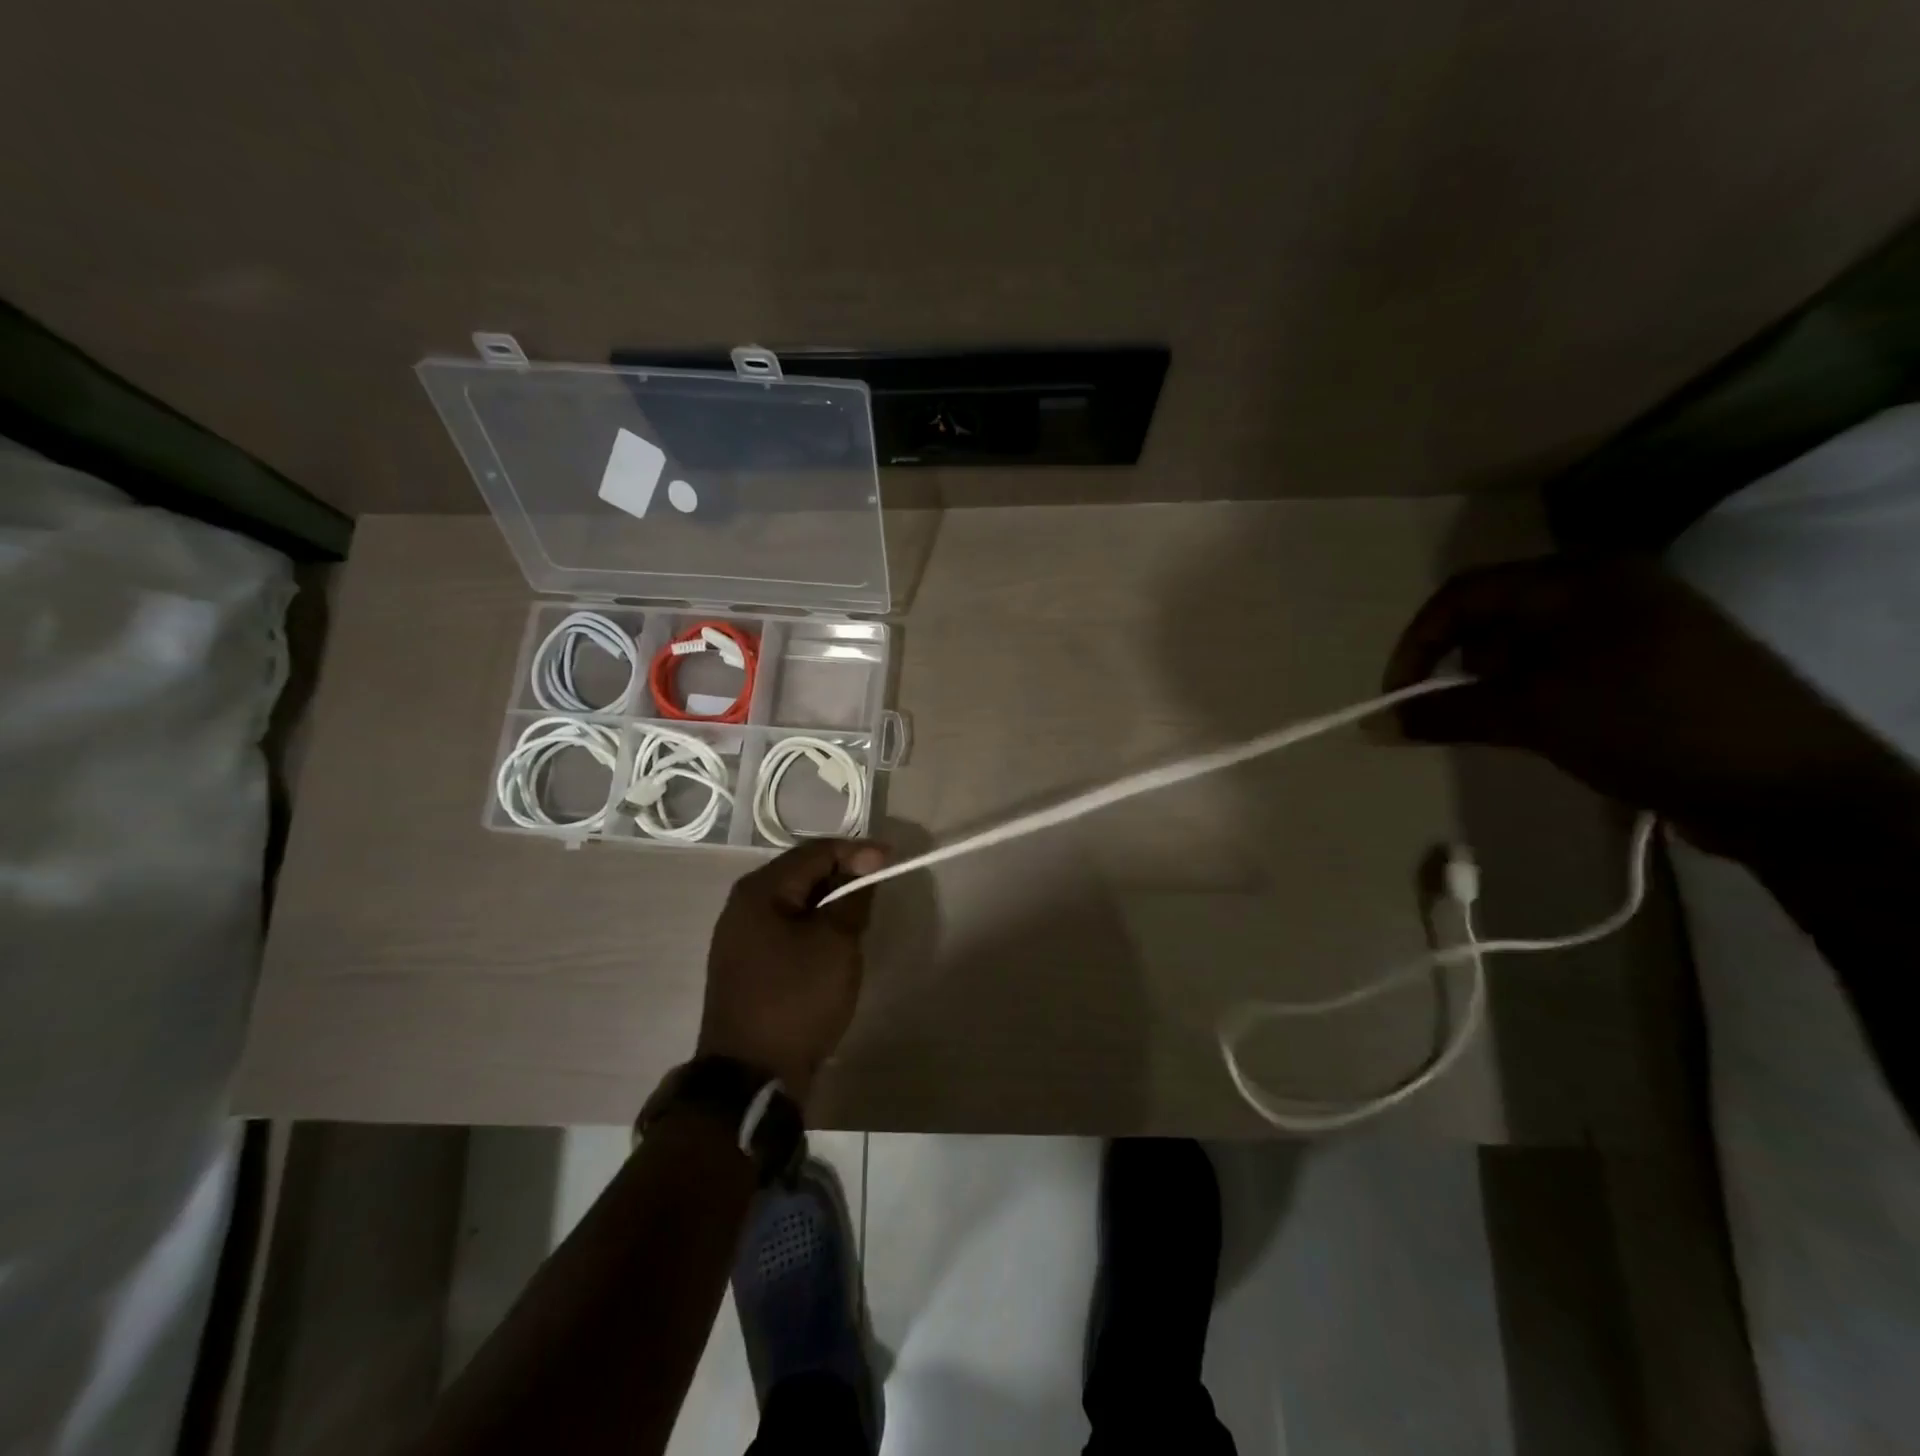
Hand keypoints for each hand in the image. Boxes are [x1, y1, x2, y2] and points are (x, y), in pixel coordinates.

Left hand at [698, 838, 887, 1099]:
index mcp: (759, 890)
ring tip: (862, 917)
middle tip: (879, 890)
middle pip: (802, 874)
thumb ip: (853, 897)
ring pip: (796, 903)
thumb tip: (866, 863)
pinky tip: (836, 944)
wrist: (751, 1077)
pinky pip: (787, 930)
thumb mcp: (835, 943)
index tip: (893, 860)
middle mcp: (743, 905)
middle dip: (844, 876)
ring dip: (831, 904)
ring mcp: (741, 937)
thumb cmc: (796, 999)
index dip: (857, 851)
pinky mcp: (747, 965)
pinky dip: (815, 927)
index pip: (815, 851)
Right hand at [1383, 556, 1893, 850]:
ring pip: (1528, 643)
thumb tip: (1373, 725)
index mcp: (1579, 579)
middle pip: (1495, 616)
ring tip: (1499, 726)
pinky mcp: (1649, 660)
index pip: (1464, 595)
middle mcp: (1605, 587)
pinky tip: (1539, 727)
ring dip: (1496, 682)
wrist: (1787, 787)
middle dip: (1459, 665)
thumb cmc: (1645, 727)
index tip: (1396, 697)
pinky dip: (1533, 691)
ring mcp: (1633, 623)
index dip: (1417, 643)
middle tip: (1450, 714)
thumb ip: (1444, 713)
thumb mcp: (1532, 715)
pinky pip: (1563, 664)